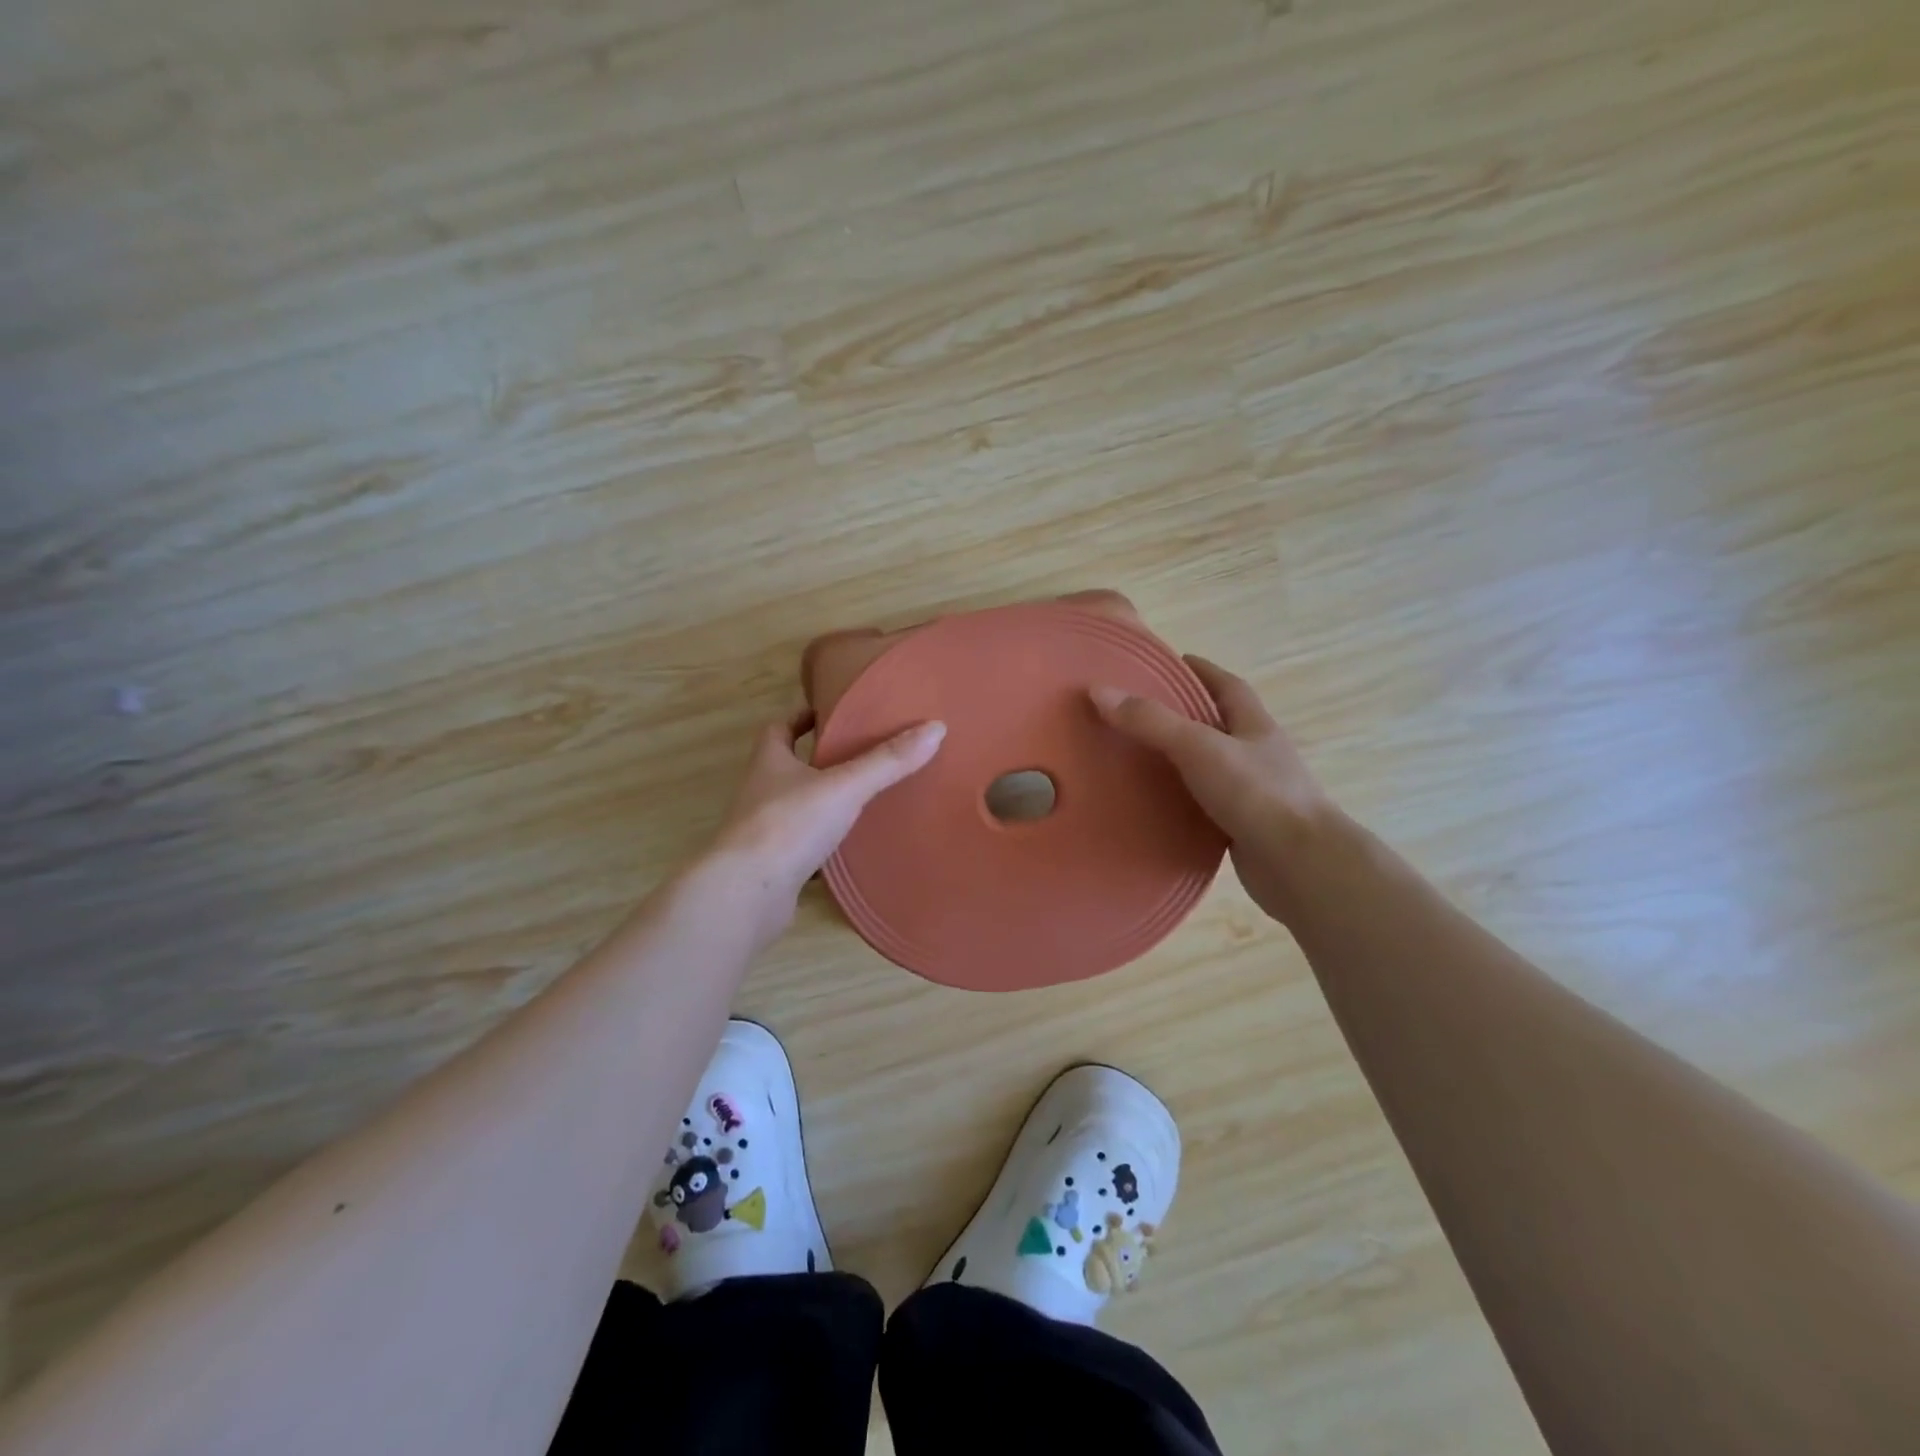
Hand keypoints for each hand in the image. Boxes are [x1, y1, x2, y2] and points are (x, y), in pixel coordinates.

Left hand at [709, 709, 945, 932]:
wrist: (746, 894)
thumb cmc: (789, 825)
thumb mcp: (845, 786)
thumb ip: (888, 761)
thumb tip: (936, 728)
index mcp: (770, 762)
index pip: (780, 728)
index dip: (801, 717)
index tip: (829, 713)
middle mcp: (761, 791)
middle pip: (787, 766)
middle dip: (818, 759)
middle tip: (860, 754)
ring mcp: (764, 831)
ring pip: (796, 807)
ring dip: (821, 802)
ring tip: (862, 798)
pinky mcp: (772, 865)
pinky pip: (801, 846)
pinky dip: (822, 844)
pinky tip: (849, 849)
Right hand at [1091, 657, 1332, 922]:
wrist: (1301, 866)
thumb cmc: (1258, 795)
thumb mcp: (1199, 748)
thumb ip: (1151, 722)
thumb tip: (1099, 690)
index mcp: (1254, 725)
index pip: (1227, 686)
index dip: (1200, 671)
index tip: (1167, 665)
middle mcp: (1256, 754)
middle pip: (1217, 725)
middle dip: (1182, 715)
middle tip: (1136, 713)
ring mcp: (1252, 793)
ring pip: (1209, 767)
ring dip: (1179, 761)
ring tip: (1135, 758)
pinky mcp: (1242, 827)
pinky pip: (1204, 805)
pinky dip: (1181, 802)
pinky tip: (1153, 806)